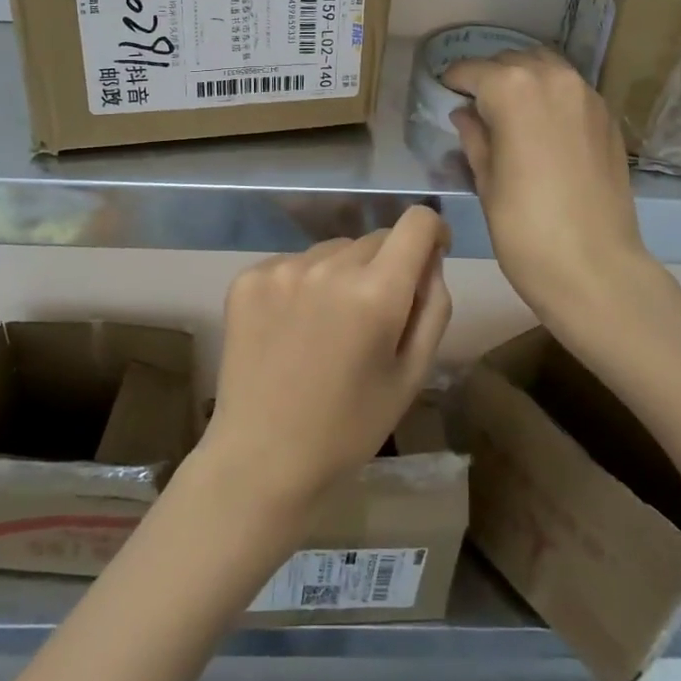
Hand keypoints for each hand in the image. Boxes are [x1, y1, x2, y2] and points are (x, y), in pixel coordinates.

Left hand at [205, 207, 453, 509]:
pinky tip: (292, 328)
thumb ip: (432, 306)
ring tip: (327, 328)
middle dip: (385, 267)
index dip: (432, 232)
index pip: (417, 222)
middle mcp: (328, 266)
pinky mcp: (248, 278)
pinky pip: (294, 263)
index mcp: (376, 292)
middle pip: (374, 239)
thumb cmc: (350, 426)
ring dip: (342, 274)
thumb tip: (430, 258)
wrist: (262, 458)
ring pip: (333, 251)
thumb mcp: (412, 374)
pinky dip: (302, 284)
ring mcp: (282, 269)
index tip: (429, 258)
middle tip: (372, 318)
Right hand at [443, 47, 680, 350]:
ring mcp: (587, 96)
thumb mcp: (486, 180)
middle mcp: (552, 78)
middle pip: (513, 61)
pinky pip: (572, 90)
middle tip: (474, 105)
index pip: (473, 70)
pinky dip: (551, 96)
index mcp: (513, 89)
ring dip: (524, 80)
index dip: (454, 80)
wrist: (594, 267)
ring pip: (547, 68)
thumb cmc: (523, 227)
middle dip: (490, 77)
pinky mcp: (608, 118)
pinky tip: (541, 126)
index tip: (443, 92)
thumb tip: (466, 114)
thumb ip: (474, 137)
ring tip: (507, 110)